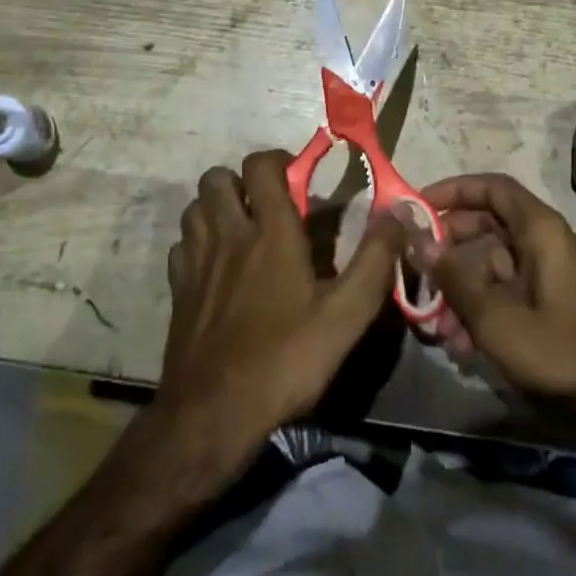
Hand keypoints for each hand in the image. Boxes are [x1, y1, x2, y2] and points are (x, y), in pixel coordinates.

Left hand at [155, 150, 405, 479]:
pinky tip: (216, 266)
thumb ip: (375, 261)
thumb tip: (398, 214)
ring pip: (195, 207)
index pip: (260, 166)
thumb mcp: (346, 316)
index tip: (298, 177)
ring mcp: (196, 262)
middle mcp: (228, 235)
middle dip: (240, 180)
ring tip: (240, 229)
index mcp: (270, 233)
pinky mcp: (177, 290)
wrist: (212, 415)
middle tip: (266, 204)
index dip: (278, 160)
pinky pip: (181, 244)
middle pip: (217, 178)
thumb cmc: (285, 360)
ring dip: (216, 207)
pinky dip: (197, 242)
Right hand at [418, 174, 575, 403]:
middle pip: (486, 226)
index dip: (453, 190)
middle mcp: (543, 243)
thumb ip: (454, 278)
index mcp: (539, 230)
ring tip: (437, 328)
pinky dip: (480, 311)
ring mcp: (546, 275)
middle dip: (449, 250)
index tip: (418, 208)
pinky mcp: (547, 306)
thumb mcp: (497, 318)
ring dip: (460, 291)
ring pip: (490, 265)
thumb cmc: (561, 352)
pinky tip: (461, 346)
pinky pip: (504, 293)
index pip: (492, 187)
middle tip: (417, 271)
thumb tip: (417, 240)